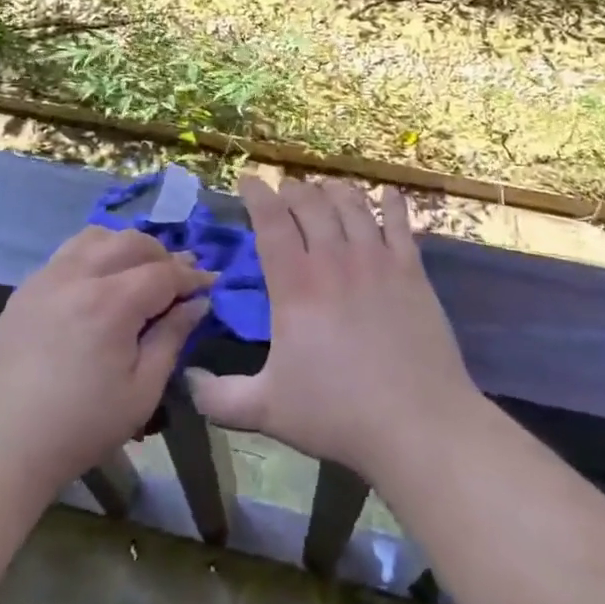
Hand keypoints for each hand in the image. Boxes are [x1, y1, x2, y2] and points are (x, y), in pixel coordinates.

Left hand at [0, 226, 209, 496]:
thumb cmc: (78, 427)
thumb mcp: (141, 392)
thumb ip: (172, 339)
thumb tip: (196, 303)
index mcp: (112, 302)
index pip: (164, 273)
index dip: (192, 276)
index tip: (211, 283)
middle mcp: (79, 276)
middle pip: (131, 242)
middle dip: (163, 255)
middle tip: (179, 278)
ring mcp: (47, 278)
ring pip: (96, 237)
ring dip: (126, 246)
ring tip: (139, 271)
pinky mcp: (25, 289)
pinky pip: (68, 252)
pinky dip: (95, 253)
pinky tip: (99, 281)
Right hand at [186, 177, 480, 482]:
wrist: (417, 423)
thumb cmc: (338, 414)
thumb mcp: (266, 411)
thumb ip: (219, 397)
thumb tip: (186, 380)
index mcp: (295, 285)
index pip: (271, 221)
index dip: (257, 194)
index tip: (248, 179)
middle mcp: (334, 260)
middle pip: (311, 204)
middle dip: (293, 190)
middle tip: (285, 191)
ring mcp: (377, 260)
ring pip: (352, 205)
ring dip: (334, 190)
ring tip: (326, 188)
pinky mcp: (412, 271)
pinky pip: (400, 223)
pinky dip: (391, 204)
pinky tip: (388, 194)